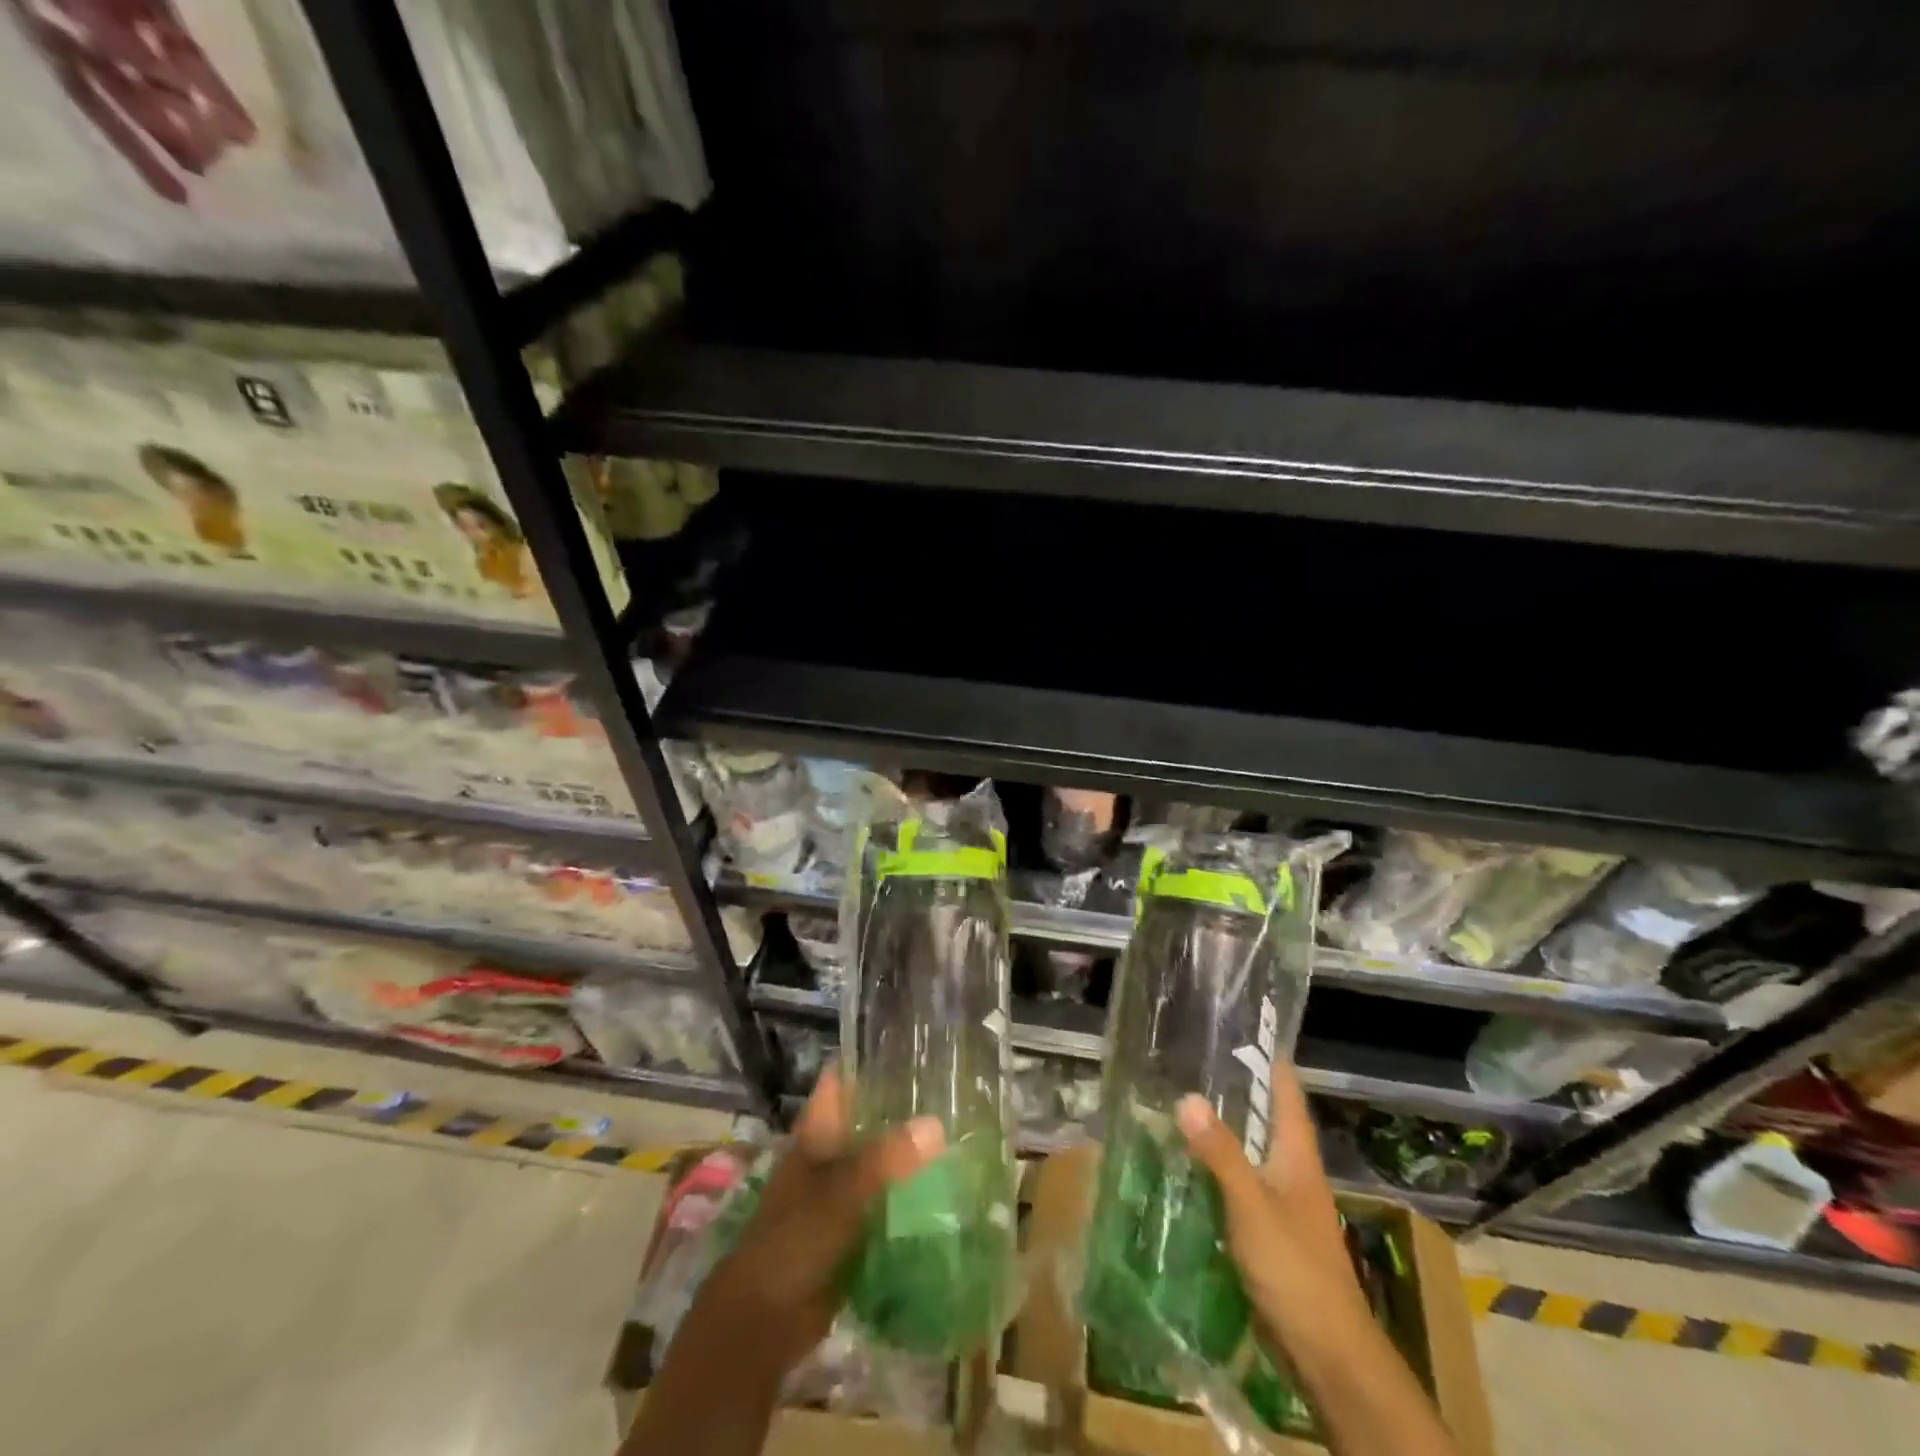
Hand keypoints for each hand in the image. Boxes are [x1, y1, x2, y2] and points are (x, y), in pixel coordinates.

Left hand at [691, 1066, 944, 1376]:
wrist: (762, 1324)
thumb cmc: (791, 1243)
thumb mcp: (839, 1195)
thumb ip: (885, 1160)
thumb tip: (937, 1125)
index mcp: (816, 1133)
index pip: (842, 1079)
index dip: (870, 1059)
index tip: (914, 1045)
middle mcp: (828, 1154)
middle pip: (867, 1118)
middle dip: (904, 1108)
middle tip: (954, 1092)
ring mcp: (839, 1193)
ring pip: (880, 1160)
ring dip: (911, 1154)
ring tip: (962, 1136)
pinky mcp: (852, 1230)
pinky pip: (886, 1203)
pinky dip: (910, 1197)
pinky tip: (947, 1192)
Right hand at [1175, 1066, 1375, 1375]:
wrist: (1328, 1356)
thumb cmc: (1296, 1270)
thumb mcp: (1252, 1205)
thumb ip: (1220, 1153)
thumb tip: (1186, 1096)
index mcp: (1297, 1157)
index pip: (1286, 1093)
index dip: (1268, 1060)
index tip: (1239, 1028)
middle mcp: (1292, 1173)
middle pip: (1265, 1120)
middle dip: (1234, 1091)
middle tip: (1191, 1061)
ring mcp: (1283, 1206)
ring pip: (1250, 1154)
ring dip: (1222, 1132)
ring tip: (1179, 1106)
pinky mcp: (1269, 1236)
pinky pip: (1239, 1188)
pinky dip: (1215, 1171)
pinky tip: (1186, 1169)